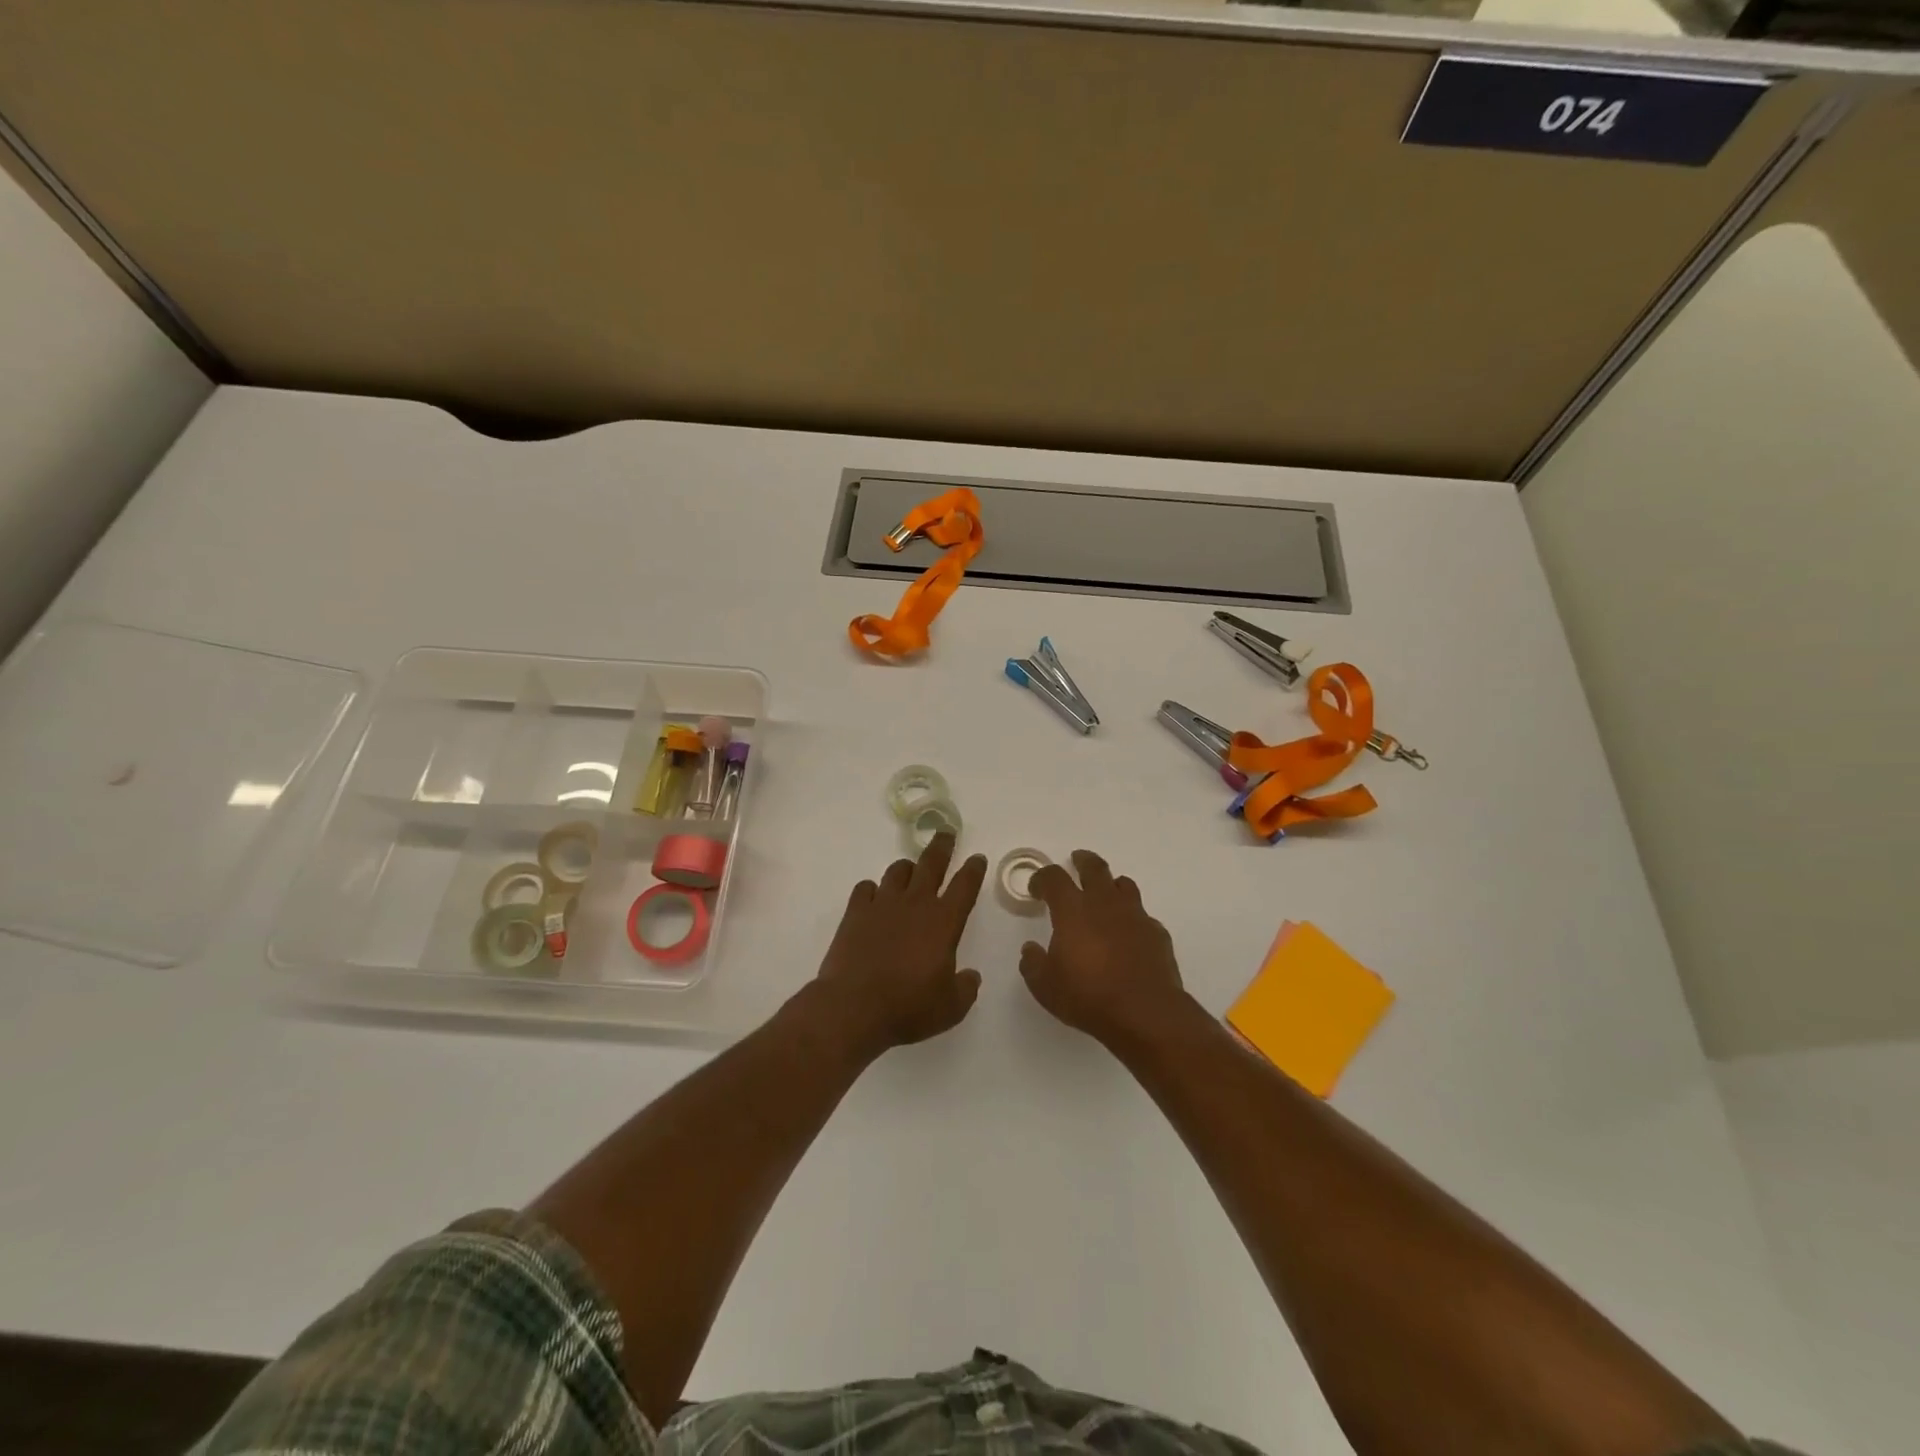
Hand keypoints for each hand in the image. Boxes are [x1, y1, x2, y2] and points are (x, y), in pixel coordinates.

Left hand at [810, 832, 987, 1060]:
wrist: (854, 1007)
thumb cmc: (909, 1008)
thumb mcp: (951, 1008)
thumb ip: (965, 988)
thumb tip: (970, 976)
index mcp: (944, 922)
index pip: (965, 886)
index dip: (973, 869)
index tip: (977, 858)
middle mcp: (915, 904)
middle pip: (931, 864)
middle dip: (942, 847)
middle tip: (946, 834)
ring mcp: (882, 904)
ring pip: (898, 871)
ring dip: (907, 868)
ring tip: (910, 871)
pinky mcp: (855, 912)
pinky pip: (866, 888)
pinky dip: (873, 889)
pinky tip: (873, 897)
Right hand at [1021, 849, 1186, 1047]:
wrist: (1145, 1013)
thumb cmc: (1088, 996)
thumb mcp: (1045, 986)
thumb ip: (1033, 964)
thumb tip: (1030, 950)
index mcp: (1073, 910)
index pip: (1054, 878)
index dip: (1042, 878)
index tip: (1036, 887)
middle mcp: (1105, 904)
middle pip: (1094, 868)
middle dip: (1083, 861)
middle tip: (1077, 860)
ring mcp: (1135, 916)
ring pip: (1124, 885)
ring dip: (1111, 884)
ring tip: (1105, 892)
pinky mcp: (1157, 933)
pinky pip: (1142, 915)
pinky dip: (1132, 918)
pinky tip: (1128, 934)